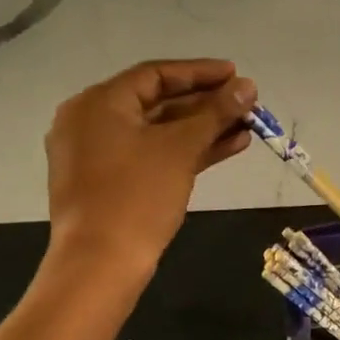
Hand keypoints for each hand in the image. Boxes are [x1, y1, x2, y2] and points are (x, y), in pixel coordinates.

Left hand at [45, 59, 255, 276]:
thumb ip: (216, 112)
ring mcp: (99, 155)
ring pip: (159, 131)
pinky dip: (187, 150)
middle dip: (206, 103)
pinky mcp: (110, 182)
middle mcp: (92, 122)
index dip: (200, 72)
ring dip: (203, 128)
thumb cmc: (137, 196)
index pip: (156, 74)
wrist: (99, 267)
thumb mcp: (181, 148)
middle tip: (246, 102)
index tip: (236, 74)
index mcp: (98, 104)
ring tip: (247, 125)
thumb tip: (248, 87)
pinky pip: (152, 154)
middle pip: (158, 102)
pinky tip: (229, 147)